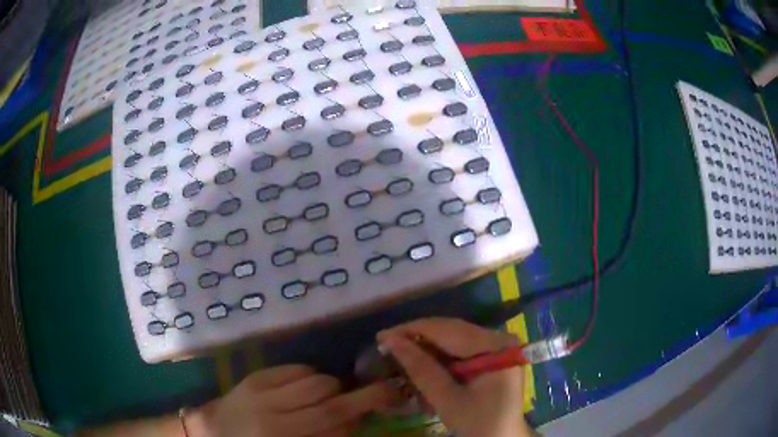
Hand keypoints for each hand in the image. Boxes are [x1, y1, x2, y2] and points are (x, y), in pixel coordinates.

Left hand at [188, 364, 392, 436]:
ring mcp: (263, 392)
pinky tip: (307, 387)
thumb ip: (324, 436)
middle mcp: (275, 416)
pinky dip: (311, 376)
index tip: (384, 407)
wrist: (214, 432)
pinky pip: (296, 369)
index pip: (334, 427)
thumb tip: (355, 422)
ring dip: (333, 387)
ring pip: (316, 380)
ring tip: (331, 395)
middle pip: (329, 402)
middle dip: (362, 395)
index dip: (362, 417)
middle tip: (379, 392)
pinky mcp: (256, 377)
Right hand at [378, 318, 532, 436]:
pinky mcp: (493, 356)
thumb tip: (391, 341)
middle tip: (386, 345)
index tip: (382, 337)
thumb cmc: (479, 424)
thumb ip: (421, 369)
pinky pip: (461, 349)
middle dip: (418, 338)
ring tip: (400, 355)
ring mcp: (498, 346)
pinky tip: (423, 365)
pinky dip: (440, 358)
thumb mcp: (447, 399)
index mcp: (495, 346)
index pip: (448, 329)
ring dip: (427, 348)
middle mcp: (499, 338)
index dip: (412, 330)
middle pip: (451, 331)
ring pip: (454, 339)